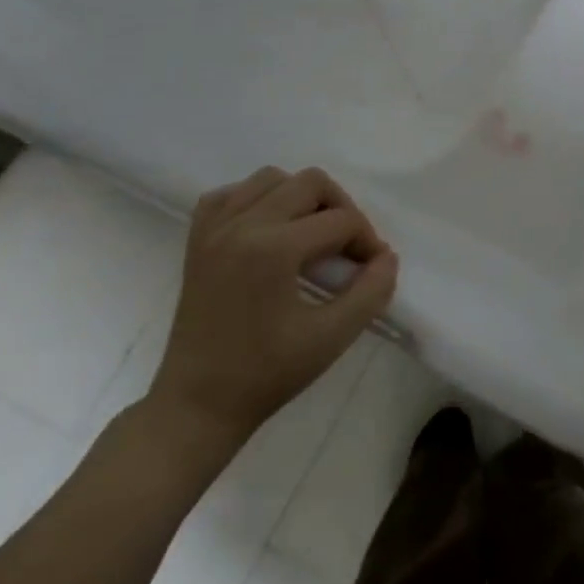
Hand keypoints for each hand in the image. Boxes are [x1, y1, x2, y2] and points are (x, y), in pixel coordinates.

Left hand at [147, 166, 397, 446]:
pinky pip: (232, 194)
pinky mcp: (197, 240)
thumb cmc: (266, 375)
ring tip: (312, 237)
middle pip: (310, 183)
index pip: (341, 220)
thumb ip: (371, 292)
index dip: (367, 242)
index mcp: (273, 248)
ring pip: (272, 178)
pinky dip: (258, 201)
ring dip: (302, 199)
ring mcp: (214, 229)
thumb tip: (386, 258)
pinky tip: (271, 231)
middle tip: (348, 249)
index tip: (373, 271)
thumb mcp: (332, 338)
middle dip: (341, 210)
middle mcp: (241, 225)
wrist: (197, 405)